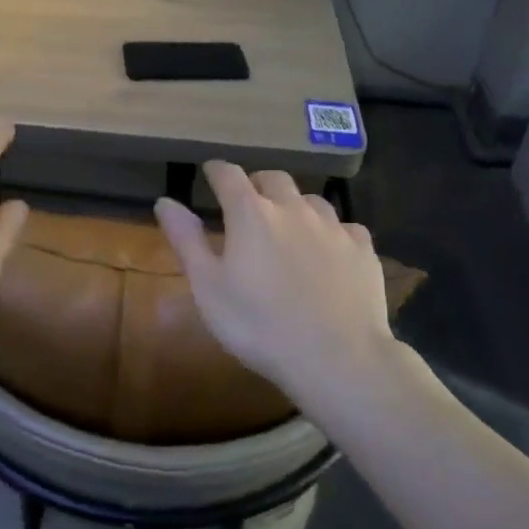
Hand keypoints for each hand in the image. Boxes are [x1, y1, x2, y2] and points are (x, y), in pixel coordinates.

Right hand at [156, 162, 400, 404]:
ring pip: (311, 200)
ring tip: (288, 227)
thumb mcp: (208, 287)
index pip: (229, 175)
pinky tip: (328, 252)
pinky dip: (330, 231)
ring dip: (294, 205)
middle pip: (273, 178)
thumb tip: (165, 201)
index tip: (210, 173)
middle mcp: (294, 209)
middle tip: (247, 202)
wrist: (337, 358)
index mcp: (251, 214)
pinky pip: (344, 227)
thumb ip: (186, 240)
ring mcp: (333, 227)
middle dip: (257, 183)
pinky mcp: (363, 249)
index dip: (217, 171)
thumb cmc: (259, 325)